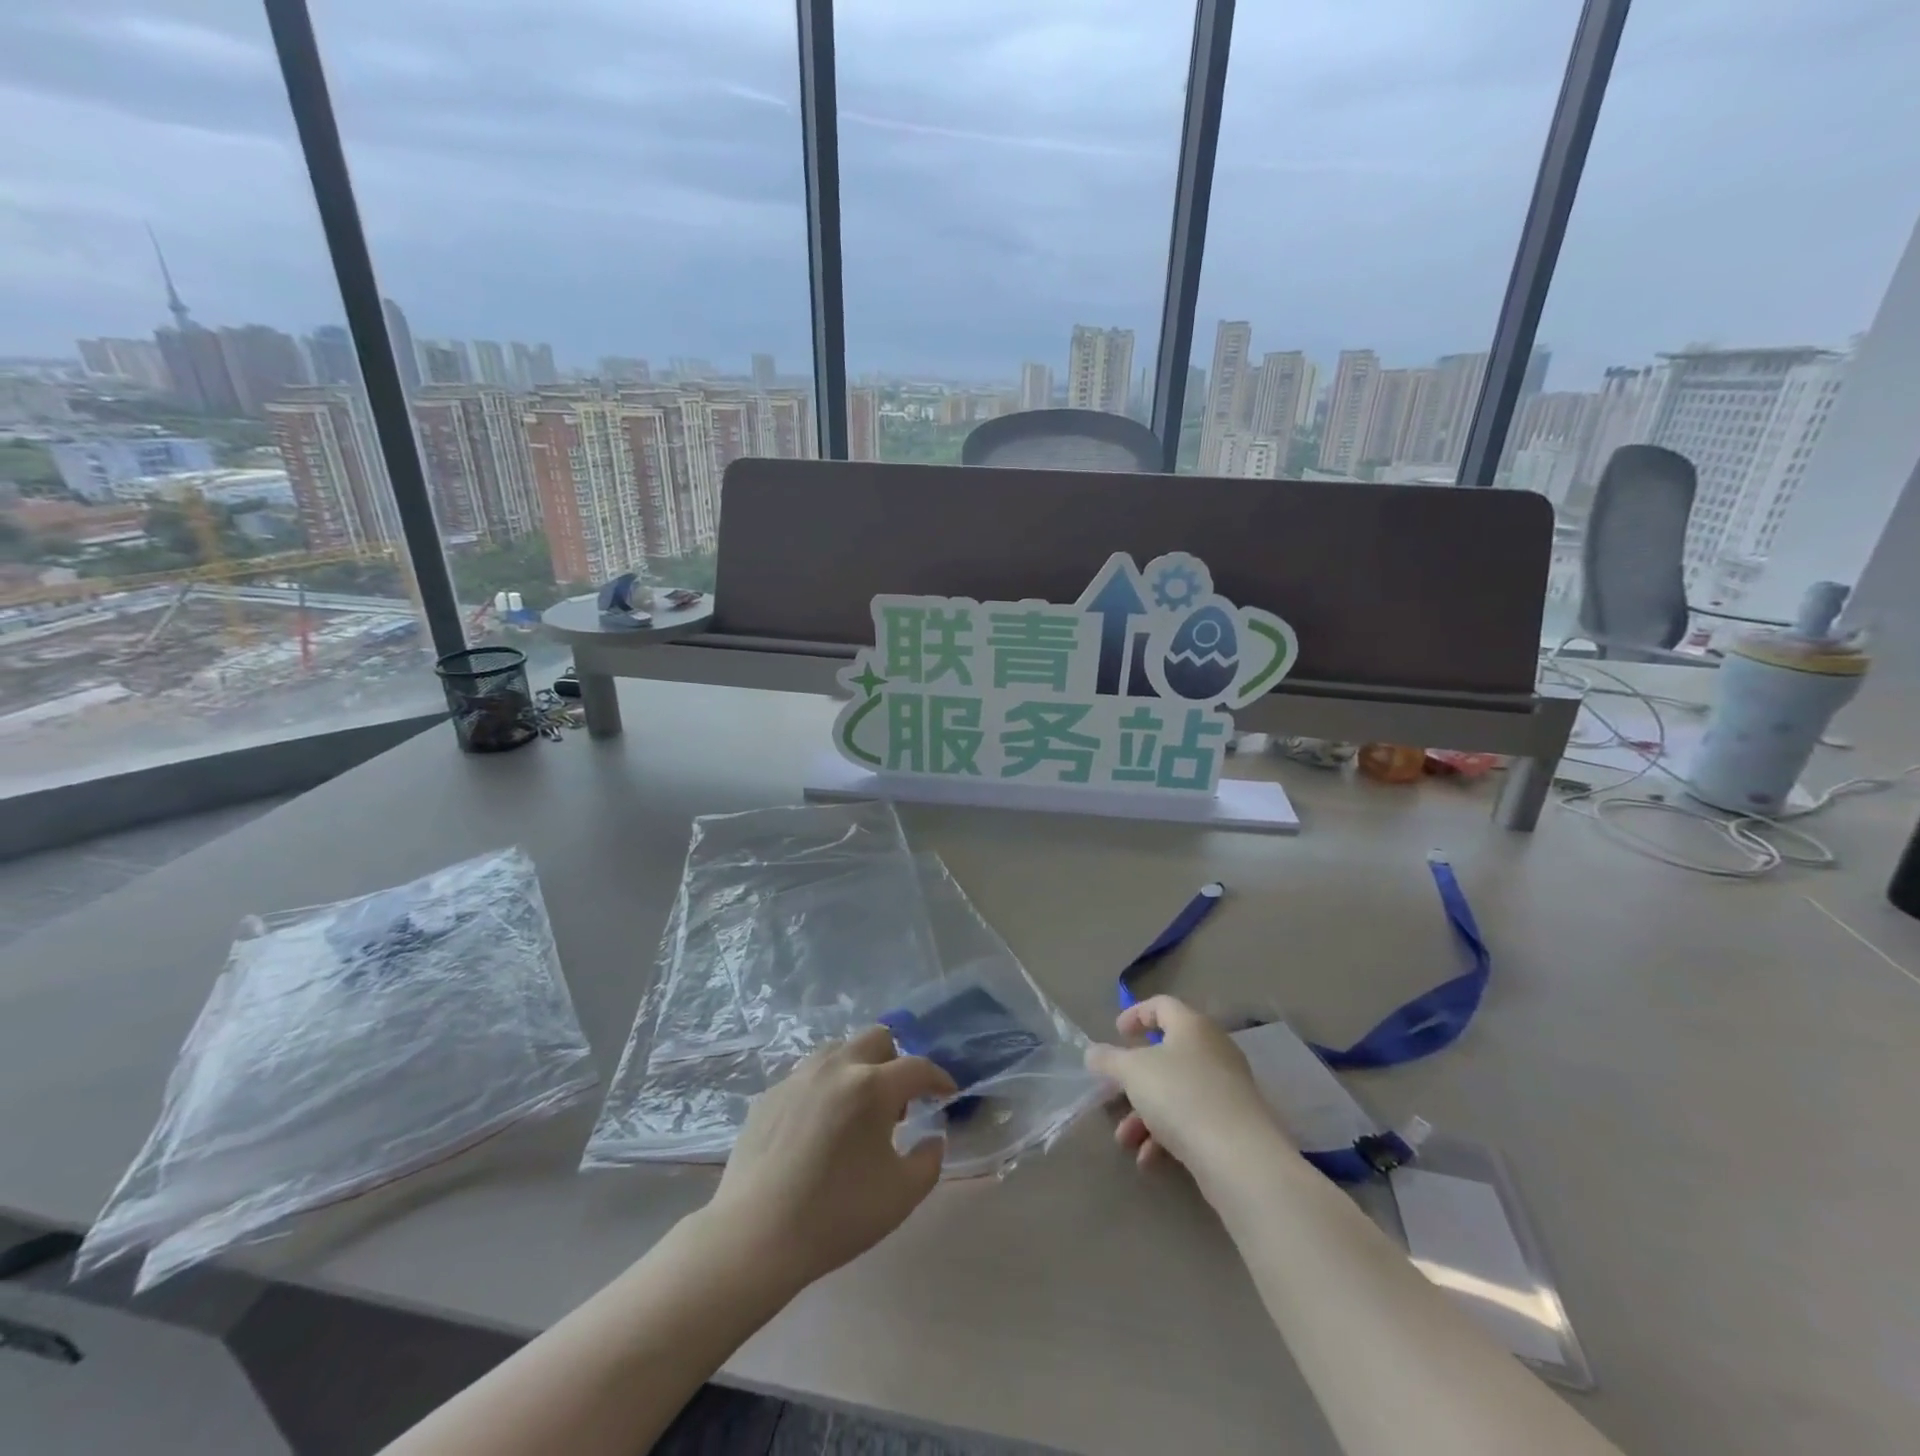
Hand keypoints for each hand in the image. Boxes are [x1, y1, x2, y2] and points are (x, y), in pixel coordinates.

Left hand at [708, 1026, 956, 1288]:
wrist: (755, 1237)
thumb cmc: (836, 1215)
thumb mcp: (901, 1196)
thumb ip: (929, 1161)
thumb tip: (933, 1138)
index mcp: (871, 1086)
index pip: (917, 1067)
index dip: (938, 1078)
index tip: (947, 1093)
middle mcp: (836, 1068)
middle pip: (876, 1038)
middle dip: (896, 1061)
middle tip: (899, 1101)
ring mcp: (798, 1077)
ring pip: (839, 1050)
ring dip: (859, 1067)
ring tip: (858, 1111)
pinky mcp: (770, 1094)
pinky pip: (808, 1075)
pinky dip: (826, 1088)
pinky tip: (820, 1128)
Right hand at [1085, 996, 1290, 1177]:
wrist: (1238, 1157)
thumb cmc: (1180, 1095)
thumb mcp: (1132, 1072)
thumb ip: (1109, 1059)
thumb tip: (1093, 1052)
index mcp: (1192, 1026)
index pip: (1162, 1005)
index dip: (1136, 1014)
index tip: (1116, 1032)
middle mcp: (1213, 1050)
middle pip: (1167, 1054)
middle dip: (1135, 1078)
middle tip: (1115, 1091)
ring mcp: (1226, 1088)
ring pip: (1176, 1091)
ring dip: (1145, 1113)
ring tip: (1125, 1140)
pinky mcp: (1232, 1124)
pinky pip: (1192, 1119)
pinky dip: (1166, 1134)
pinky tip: (1148, 1159)